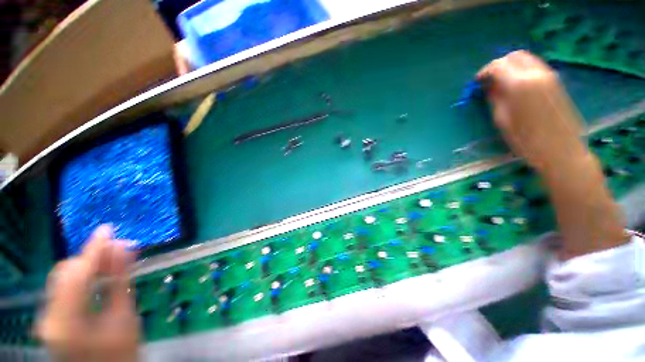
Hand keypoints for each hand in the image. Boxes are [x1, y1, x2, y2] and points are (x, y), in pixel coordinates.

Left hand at [37, 225, 138, 361]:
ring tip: (110, 261)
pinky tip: (97, 276)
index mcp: (66, 320)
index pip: (76, 273)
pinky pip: (62, 289)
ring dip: (86, 267)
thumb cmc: (121, 352)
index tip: (108, 228)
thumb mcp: (125, 316)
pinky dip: (80, 278)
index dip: (93, 249)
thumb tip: (125, 249)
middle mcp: (49, 317)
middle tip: (118, 250)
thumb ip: (121, 281)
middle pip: (64, 273)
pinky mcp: (50, 318)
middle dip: (90, 258)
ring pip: (61, 279)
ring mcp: (46, 318)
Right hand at [477, 50, 588, 173]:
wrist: (561, 150)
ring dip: (511, 67)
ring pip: (526, 59)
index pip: (498, 66)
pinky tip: (516, 86)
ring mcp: (549, 76)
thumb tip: (488, 87)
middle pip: (514, 56)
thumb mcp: (502, 120)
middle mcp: (536, 73)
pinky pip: (535, 67)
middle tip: (488, 81)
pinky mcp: (556, 82)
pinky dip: (522, 71)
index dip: (484, 72)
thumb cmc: (526, 140)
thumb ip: (494, 98)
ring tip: (500, 84)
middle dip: (498, 65)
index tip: (476, 82)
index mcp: (520, 84)